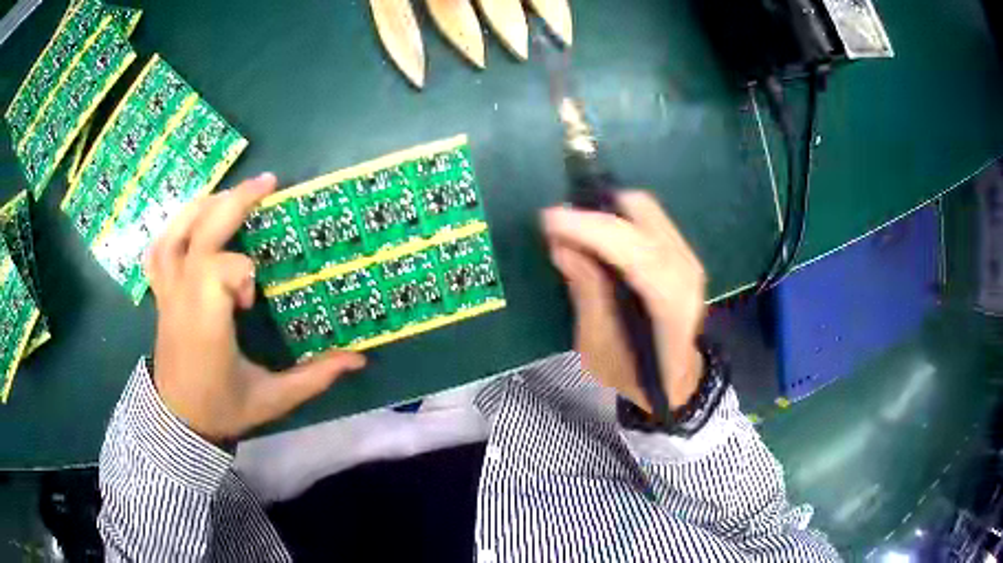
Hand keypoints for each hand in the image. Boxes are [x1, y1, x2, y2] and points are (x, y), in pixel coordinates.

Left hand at [146, 173, 365, 442]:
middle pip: (200, 234)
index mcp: (207, 325)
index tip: (251, 302)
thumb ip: (314, 378)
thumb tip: (359, 360)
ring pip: (176, 232)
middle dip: (234, 202)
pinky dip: (176, 225)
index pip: (218, 270)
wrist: (177, 422)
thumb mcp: (272, 400)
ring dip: (205, 205)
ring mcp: (167, 293)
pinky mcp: (161, 293)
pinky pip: (160, 249)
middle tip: (268, 183)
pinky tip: (194, 218)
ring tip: (232, 195)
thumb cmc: (222, 409)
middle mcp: (182, 300)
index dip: (240, 273)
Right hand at [542, 191, 705, 413]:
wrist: (675, 379)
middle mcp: (687, 273)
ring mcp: (688, 258)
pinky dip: (618, 218)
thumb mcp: (599, 348)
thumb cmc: (634, 374)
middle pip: (644, 215)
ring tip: (572, 228)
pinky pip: (648, 218)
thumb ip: (587, 294)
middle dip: (596, 211)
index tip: (550, 219)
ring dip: (606, 211)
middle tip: (558, 223)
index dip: (593, 231)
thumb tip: (563, 247)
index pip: (638, 254)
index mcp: (671, 306)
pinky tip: (596, 234)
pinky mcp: (682, 252)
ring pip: (646, 210)